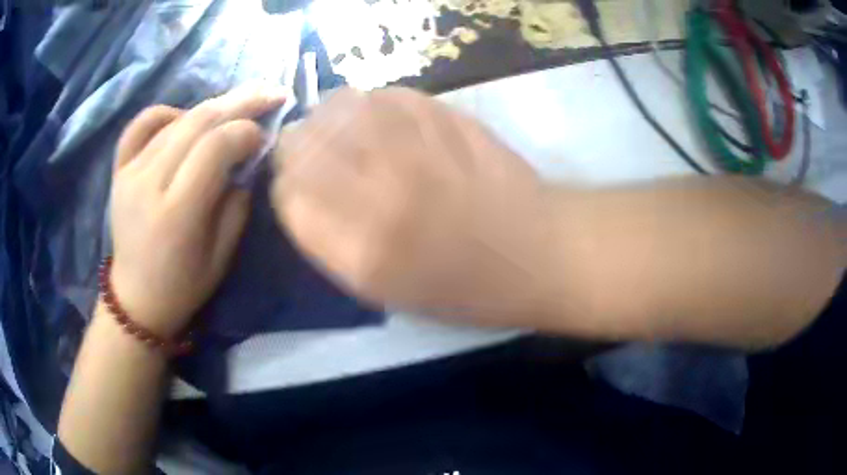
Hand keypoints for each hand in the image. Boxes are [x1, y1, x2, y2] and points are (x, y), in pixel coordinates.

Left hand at [109, 87, 285, 337]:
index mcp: (177, 213)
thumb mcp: (223, 255)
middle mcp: (149, 184)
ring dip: (212, 107)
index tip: (264, 135)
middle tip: (270, 92)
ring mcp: (130, 172)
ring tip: (237, 104)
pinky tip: (184, 117)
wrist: (136, 299)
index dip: (246, 131)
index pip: (215, 147)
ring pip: (176, 119)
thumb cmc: (184, 285)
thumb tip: (247, 158)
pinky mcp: (119, 170)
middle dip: (240, 102)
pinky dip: (167, 112)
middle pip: (197, 122)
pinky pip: (142, 124)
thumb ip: (237, 201)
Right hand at [273, 88, 552, 325]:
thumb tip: (299, 191)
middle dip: (297, 146)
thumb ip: (332, 243)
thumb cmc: (464, 287)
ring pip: (339, 106)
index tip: (295, 185)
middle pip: (303, 143)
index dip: (286, 186)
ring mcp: (415, 147)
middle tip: (311, 150)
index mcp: (362, 251)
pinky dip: (373, 103)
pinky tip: (382, 118)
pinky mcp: (445, 117)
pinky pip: (386, 94)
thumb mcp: (386, 291)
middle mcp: (380, 192)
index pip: (288, 195)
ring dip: (330, 116)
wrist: (536, 252)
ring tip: (342, 128)